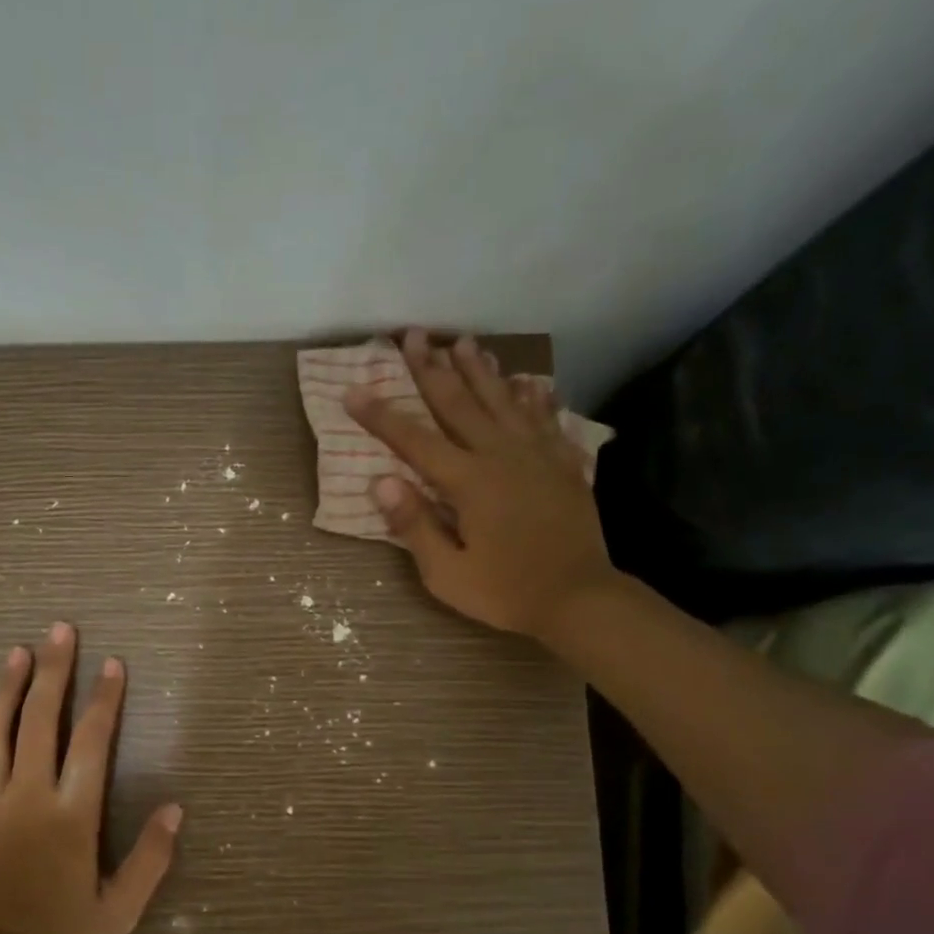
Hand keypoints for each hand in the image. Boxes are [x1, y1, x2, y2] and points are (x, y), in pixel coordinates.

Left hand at [0, 622, 180, 933]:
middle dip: (55, 671)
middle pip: (42, 719)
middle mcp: (29, 793)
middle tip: (61, 630)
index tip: (114, 663)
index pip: (92, 741)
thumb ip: (151, 859)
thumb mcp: (118, 910)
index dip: (106, 699)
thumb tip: (175, 809)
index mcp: (71, 813)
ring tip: (17, 651)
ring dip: (7, 687)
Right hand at [345, 328, 618, 642]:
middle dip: (432, 368)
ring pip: (503, 401)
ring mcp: (536, 456)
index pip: (414, 440)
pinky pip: (545, 420)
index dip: (381, 415)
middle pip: (459, 403)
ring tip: (465, 341)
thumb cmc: (506, 592)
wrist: (580, 599)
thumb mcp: (447, 573)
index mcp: (468, 482)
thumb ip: (414, 525)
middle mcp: (501, 456)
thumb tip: (380, 481)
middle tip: (414, 334)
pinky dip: (534, 397)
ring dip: (481, 370)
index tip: (354, 389)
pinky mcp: (563, 465)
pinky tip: (528, 381)